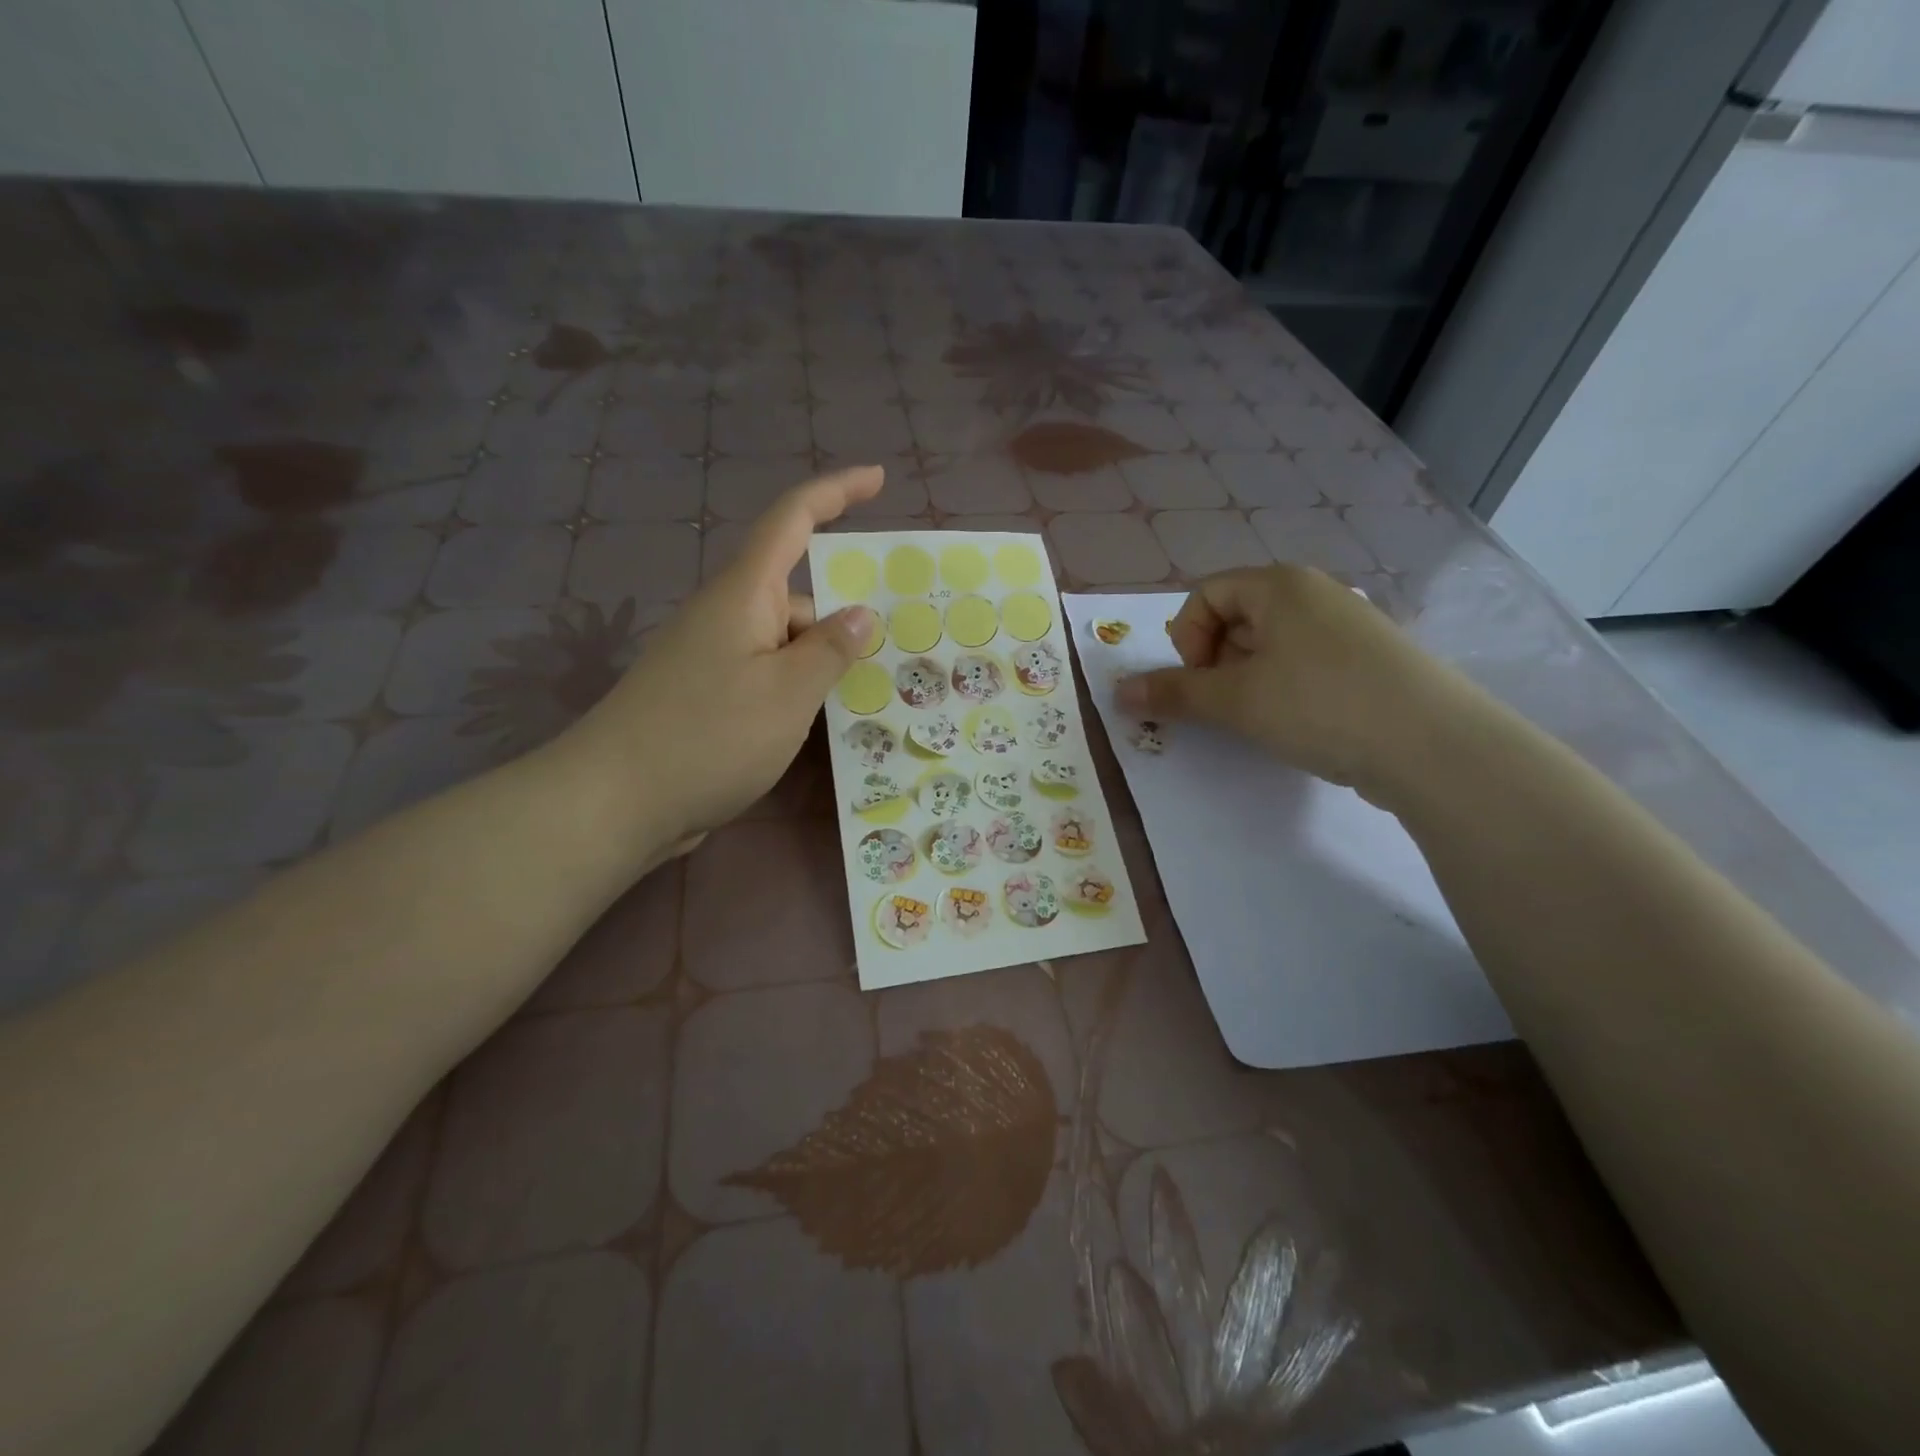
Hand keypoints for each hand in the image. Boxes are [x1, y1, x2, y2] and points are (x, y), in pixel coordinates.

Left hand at [563, 466, 882, 856]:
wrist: (614, 802)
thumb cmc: (709, 737)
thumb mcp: (788, 693)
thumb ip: (830, 649)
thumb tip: (860, 614)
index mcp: (743, 594)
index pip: (793, 519)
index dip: (836, 492)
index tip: (879, 479)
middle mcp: (725, 616)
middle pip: (795, 596)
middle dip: (841, 619)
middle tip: (891, 653)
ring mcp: (712, 658)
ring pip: (782, 643)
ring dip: (820, 663)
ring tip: (864, 700)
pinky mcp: (705, 697)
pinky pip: (765, 676)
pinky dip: (796, 689)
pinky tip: (818, 724)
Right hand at [1115, 565, 1471, 804]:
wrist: (1433, 745)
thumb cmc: (1319, 705)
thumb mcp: (1234, 700)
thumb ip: (1172, 692)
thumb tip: (1117, 692)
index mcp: (1279, 585)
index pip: (1206, 594)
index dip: (1188, 639)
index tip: (1203, 681)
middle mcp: (1315, 593)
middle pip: (1237, 618)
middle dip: (1219, 663)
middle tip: (1231, 704)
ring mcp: (1348, 625)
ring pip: (1271, 646)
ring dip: (1250, 681)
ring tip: (1266, 719)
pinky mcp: (1370, 660)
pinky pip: (1306, 664)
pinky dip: (1287, 690)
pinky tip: (1304, 724)